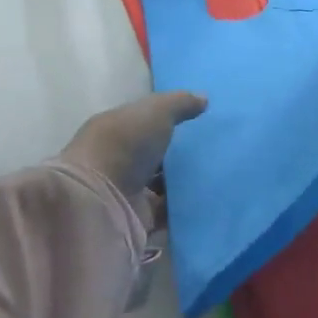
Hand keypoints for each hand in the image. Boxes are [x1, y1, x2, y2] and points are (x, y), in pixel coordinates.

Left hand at [60, 91, 206, 207]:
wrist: (99, 202)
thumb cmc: (123, 146)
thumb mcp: (155, 112)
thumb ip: (180, 103)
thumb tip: (203, 98)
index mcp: (115, 130)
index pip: (143, 124)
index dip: (167, 122)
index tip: (199, 122)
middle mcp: (118, 160)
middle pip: (154, 156)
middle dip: (180, 155)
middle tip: (215, 152)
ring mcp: (127, 192)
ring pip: (162, 186)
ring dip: (183, 184)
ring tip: (218, 177)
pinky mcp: (139, 219)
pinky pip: (167, 213)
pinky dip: (183, 209)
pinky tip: (208, 201)